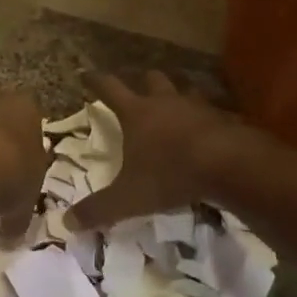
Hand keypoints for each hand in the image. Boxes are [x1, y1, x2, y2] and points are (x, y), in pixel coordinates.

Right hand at [67, 72, 239, 230]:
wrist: (229, 165)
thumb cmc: (171, 174)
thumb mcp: (128, 198)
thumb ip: (98, 209)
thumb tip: (66, 222)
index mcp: (137, 113)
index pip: (110, 88)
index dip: (96, 80)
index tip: (86, 73)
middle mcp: (166, 103)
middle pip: (152, 79)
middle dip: (143, 81)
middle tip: (139, 89)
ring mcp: (198, 107)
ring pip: (185, 90)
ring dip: (178, 96)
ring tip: (176, 106)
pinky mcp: (224, 119)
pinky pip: (212, 112)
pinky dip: (206, 118)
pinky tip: (207, 130)